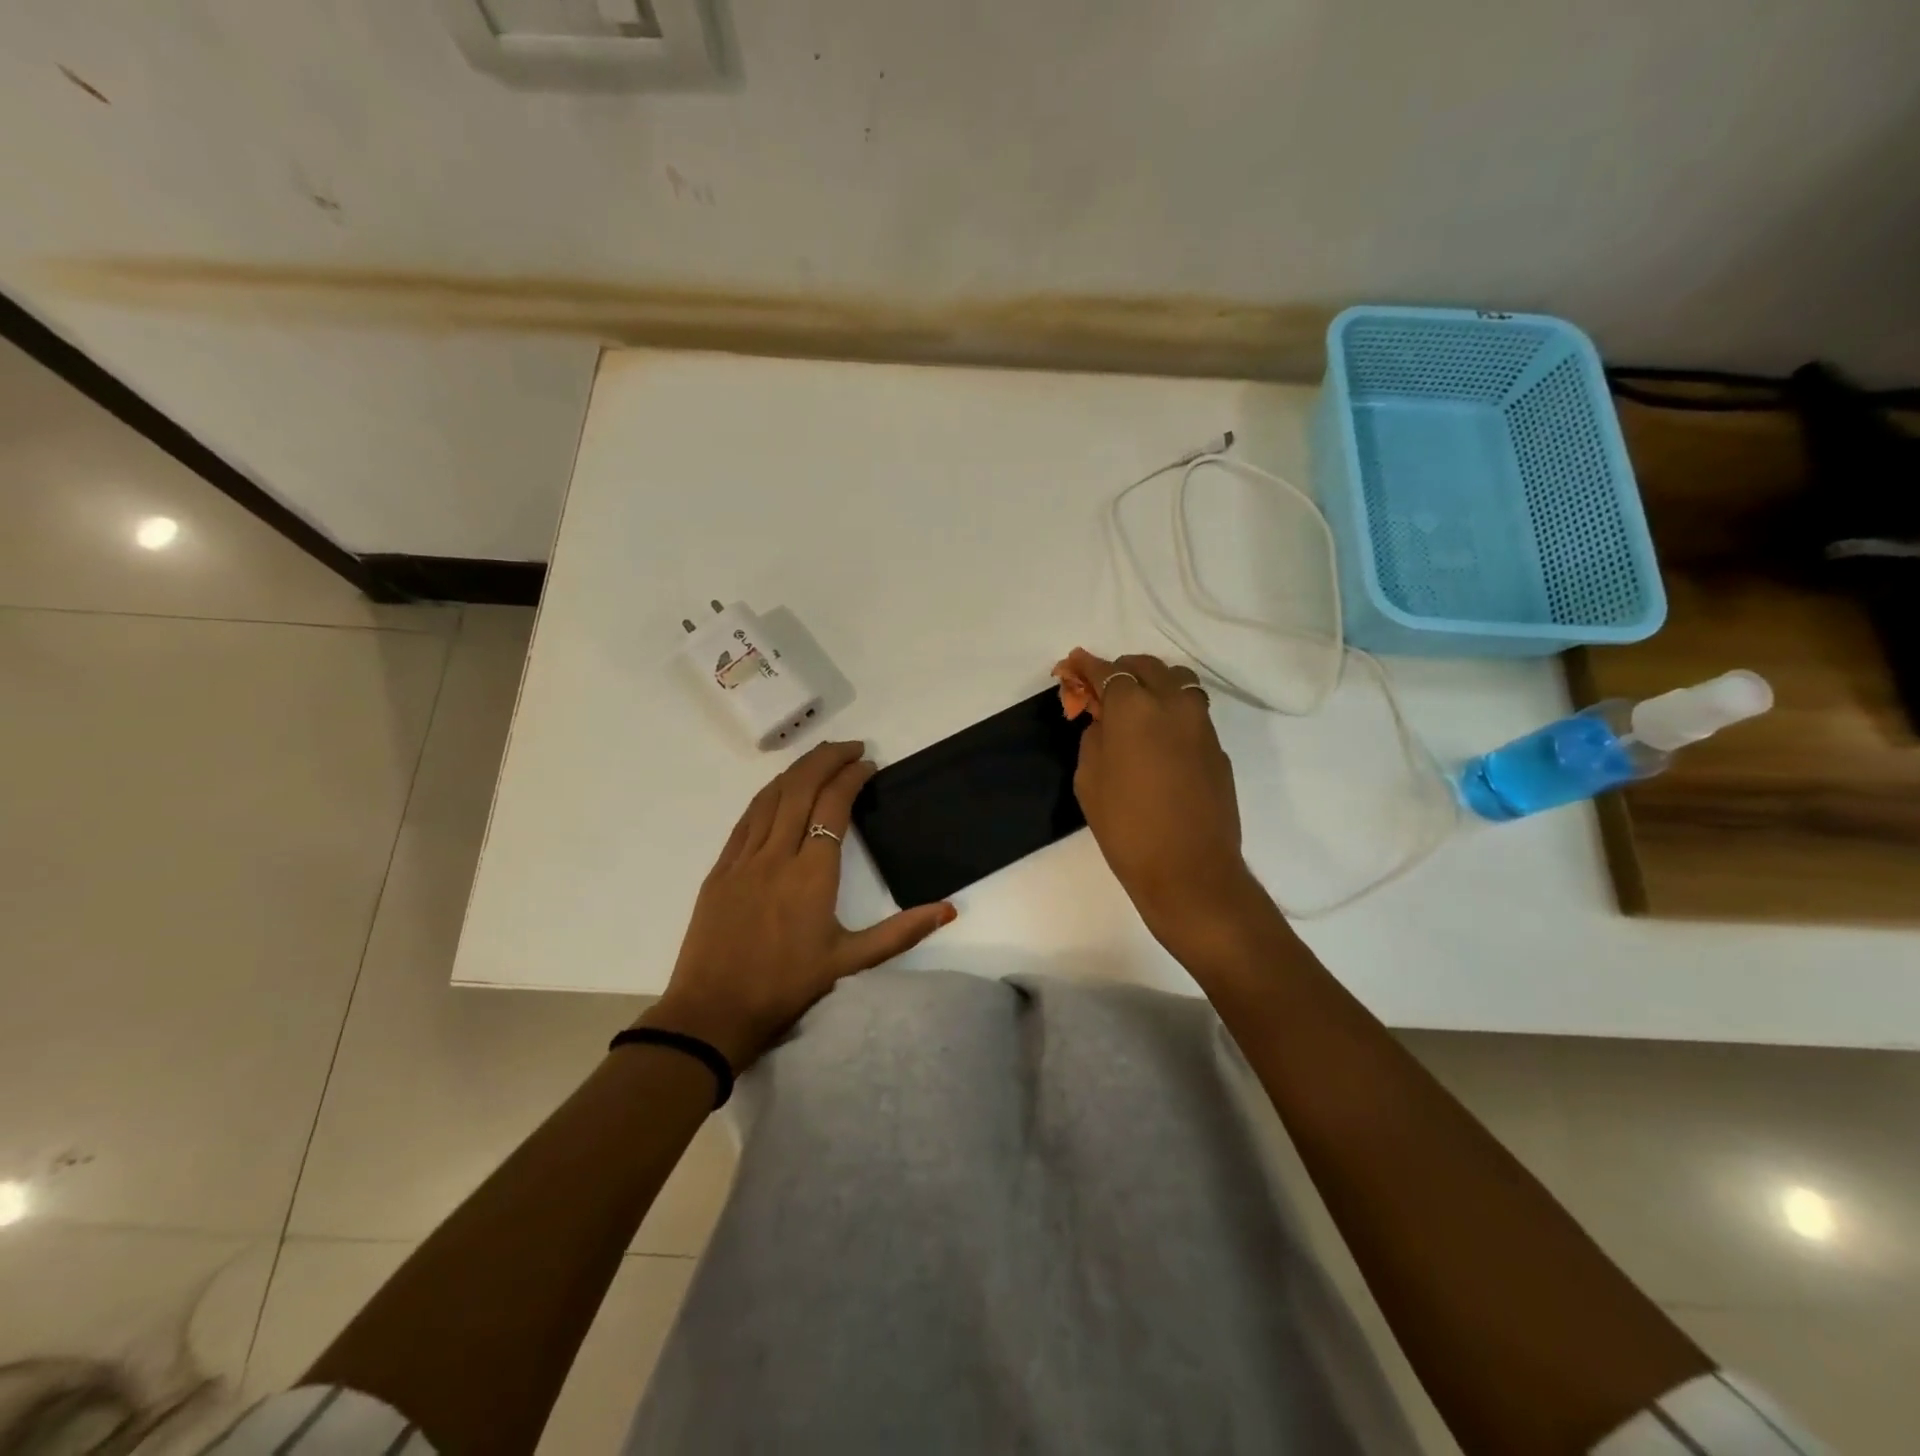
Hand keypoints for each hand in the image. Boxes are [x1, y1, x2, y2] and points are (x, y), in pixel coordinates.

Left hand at [639, 740, 955, 1070]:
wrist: (712, 1014)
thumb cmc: (786, 988)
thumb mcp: (850, 963)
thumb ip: (901, 932)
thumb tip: (949, 910)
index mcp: (812, 874)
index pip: (833, 806)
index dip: (852, 777)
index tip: (868, 764)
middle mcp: (777, 855)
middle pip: (801, 788)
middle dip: (827, 759)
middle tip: (851, 747)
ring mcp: (744, 859)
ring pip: (771, 797)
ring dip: (797, 770)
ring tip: (820, 757)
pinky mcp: (721, 869)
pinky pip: (747, 818)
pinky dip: (767, 794)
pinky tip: (778, 790)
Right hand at [1064, 649, 1265, 947]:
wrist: (1189, 870)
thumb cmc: (1126, 828)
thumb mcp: (1089, 780)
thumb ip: (1094, 738)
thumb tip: (1105, 721)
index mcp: (1134, 708)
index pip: (1108, 671)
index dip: (1087, 666)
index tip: (1073, 663)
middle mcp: (1173, 704)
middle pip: (1148, 667)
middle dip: (1122, 670)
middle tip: (1104, 688)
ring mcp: (1202, 725)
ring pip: (1178, 683)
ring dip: (1154, 684)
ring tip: (1136, 707)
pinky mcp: (1218, 748)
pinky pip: (1192, 713)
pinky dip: (1173, 712)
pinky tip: (1159, 739)